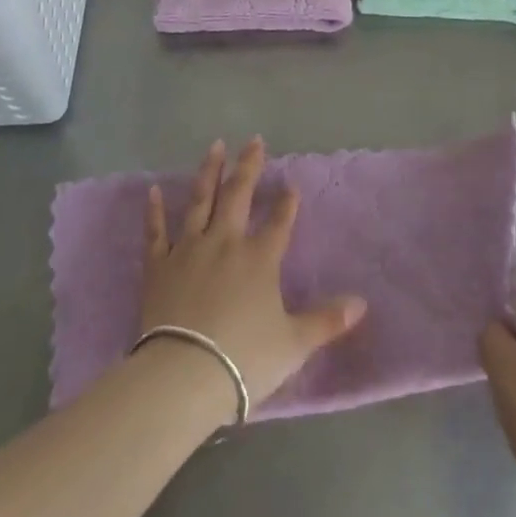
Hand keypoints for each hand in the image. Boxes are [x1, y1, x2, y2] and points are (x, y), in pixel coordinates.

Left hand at [140, 137, 367, 419]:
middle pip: (239, 195)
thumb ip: (327, 321)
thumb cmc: (244, 359)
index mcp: (260, 258)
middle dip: (249, 166)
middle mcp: (226, 242)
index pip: (279, 221)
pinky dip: (155, 211)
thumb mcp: (294, 344)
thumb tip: (362, 304)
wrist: (183, 376)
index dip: (287, 202)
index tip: (291, 184)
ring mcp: (189, 250)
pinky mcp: (159, 267)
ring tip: (215, 146)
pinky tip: (153, 190)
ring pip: (201, 201)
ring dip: (209, 172)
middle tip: (254, 140)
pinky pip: (156, 233)